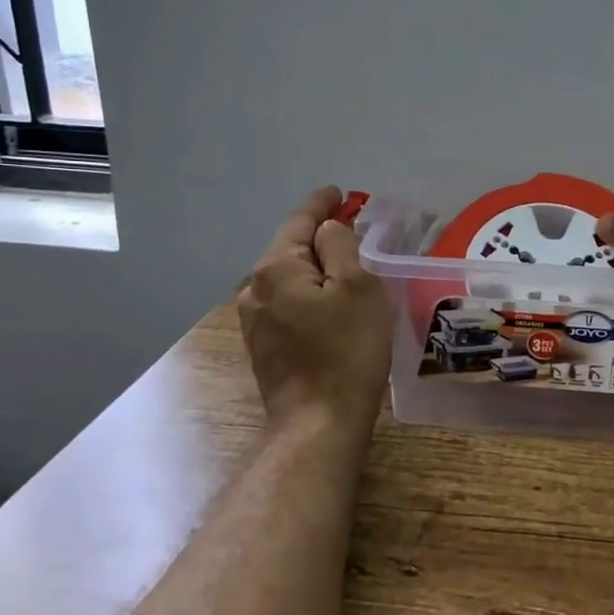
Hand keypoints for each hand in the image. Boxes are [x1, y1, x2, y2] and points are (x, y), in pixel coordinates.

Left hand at [236, 186, 392, 428]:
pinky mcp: (264, 345)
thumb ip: (341, 247)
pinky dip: (309, 291)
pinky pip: (288, 302)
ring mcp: (255, 320)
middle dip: (319, 236)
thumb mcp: (358, 288)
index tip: (338, 192)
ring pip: (289, 278)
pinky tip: (329, 300)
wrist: (319, 422)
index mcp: (276, 268)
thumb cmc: (346, 350)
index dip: (321, 204)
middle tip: (351, 226)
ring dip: (315, 266)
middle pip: (291, 249)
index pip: (300, 222)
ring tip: (345, 263)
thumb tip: (328, 230)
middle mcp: (255, 289)